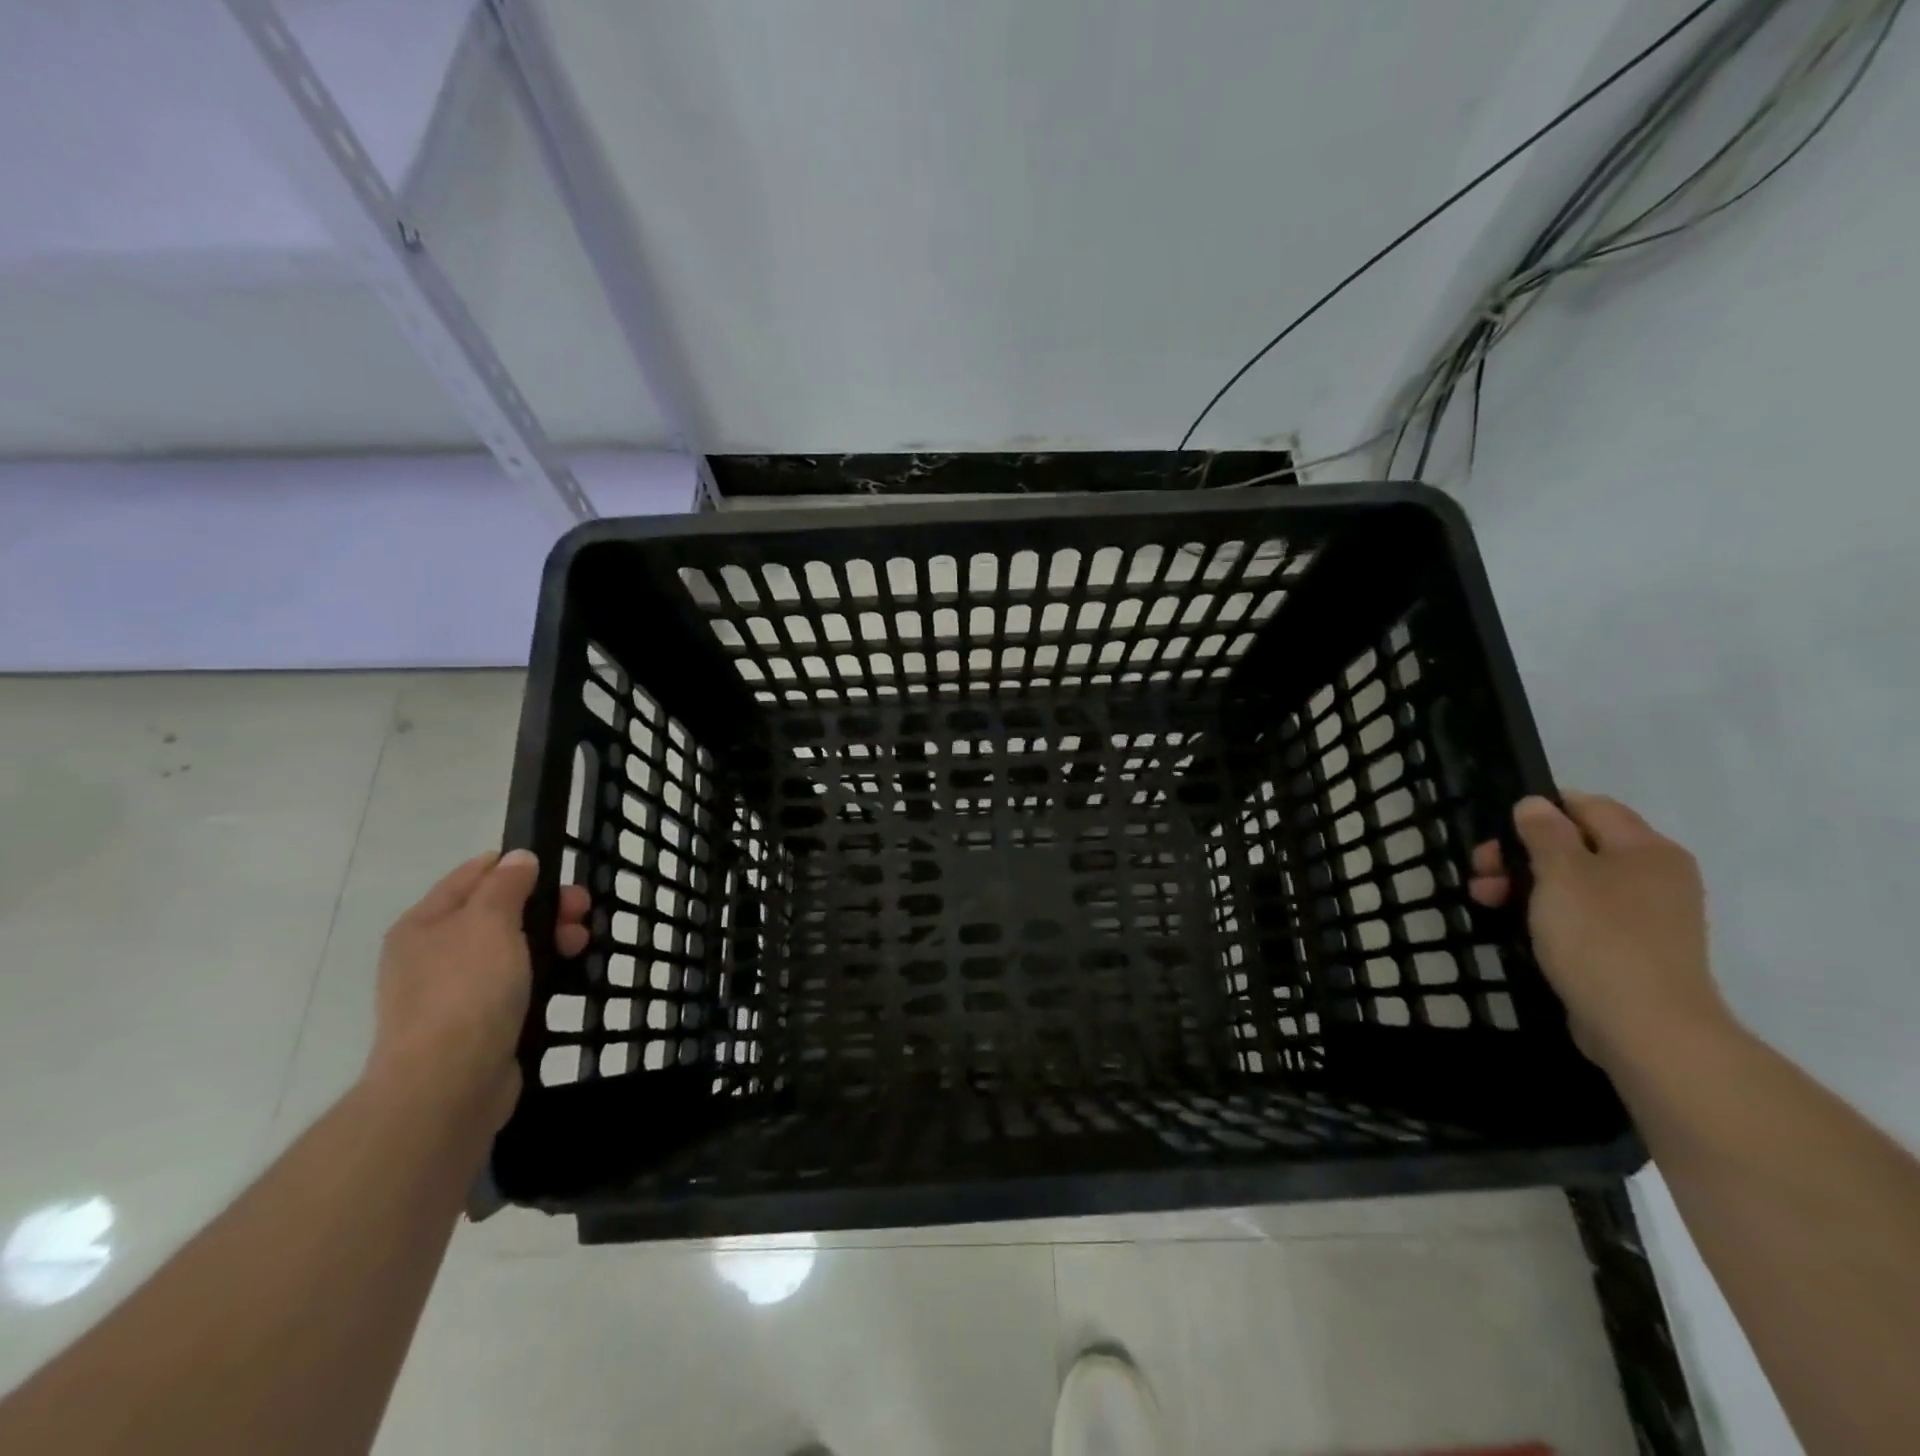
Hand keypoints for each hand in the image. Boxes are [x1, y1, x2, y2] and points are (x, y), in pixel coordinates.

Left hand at [363, 850, 589, 1134]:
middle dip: (543, 905)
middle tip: (581, 912)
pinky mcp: (475, 1022)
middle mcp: (432, 953)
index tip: (558, 873)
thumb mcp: (490, 922)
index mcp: (425, 923)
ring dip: (548, 938)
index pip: (473, 874)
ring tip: (579, 946)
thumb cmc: (467, 991)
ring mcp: (452, 990)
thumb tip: (518, 858)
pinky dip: (540, 972)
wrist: (449, 1084)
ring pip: (510, 947)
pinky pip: (513, 982)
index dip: (516, 866)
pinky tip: (564, 976)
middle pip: (497, 911)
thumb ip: (506, 884)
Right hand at [1469, 791, 1731, 1075]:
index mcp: (1646, 849)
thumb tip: (1535, 805)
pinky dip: (1547, 913)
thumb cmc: (1600, 938)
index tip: (1498, 834)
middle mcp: (1655, 875)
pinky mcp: (1632, 949)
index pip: (1589, 806)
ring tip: (1486, 901)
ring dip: (1525, 884)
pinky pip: (1583, 915)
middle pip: (1577, 844)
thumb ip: (1544, 833)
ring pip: (1574, 881)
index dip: (1540, 811)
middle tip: (1481, 872)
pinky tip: (1517, 926)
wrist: (1646, 1028)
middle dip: (1522, 853)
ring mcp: (1646, 916)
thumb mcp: (1561, 874)